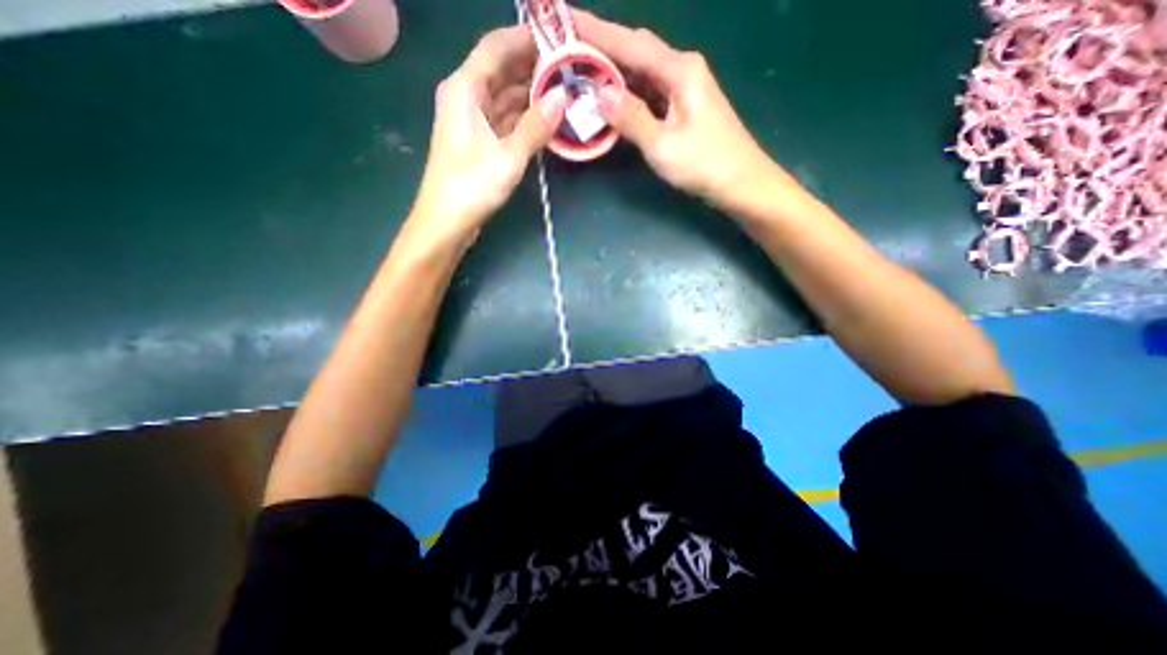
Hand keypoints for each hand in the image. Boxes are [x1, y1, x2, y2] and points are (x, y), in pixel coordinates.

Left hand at [409, 26, 570, 248]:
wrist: (446, 223)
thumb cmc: (470, 187)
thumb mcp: (507, 157)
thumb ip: (534, 127)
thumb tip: (562, 96)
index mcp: (464, 89)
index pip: (495, 47)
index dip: (525, 39)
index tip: (558, 40)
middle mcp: (466, 97)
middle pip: (501, 70)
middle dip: (533, 68)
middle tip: (569, 70)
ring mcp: (473, 121)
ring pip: (505, 97)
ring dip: (531, 95)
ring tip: (564, 93)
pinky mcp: (479, 142)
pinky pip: (505, 119)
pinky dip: (524, 118)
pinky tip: (545, 121)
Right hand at [574, 11, 793, 208]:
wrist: (740, 181)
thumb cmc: (704, 164)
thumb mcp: (663, 145)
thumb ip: (632, 118)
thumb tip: (599, 92)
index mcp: (679, 70)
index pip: (631, 44)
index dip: (597, 32)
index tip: (566, 21)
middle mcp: (682, 69)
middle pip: (637, 50)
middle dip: (603, 46)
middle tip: (569, 47)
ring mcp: (684, 88)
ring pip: (642, 71)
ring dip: (614, 70)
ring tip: (583, 70)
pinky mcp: (683, 106)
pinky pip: (650, 91)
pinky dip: (629, 92)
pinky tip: (612, 98)